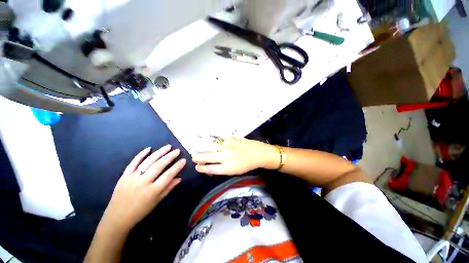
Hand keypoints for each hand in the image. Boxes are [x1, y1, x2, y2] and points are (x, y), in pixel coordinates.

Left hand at [99, 145, 185, 232]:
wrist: (116, 219)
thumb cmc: (140, 212)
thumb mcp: (156, 202)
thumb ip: (168, 188)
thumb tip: (179, 178)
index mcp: (152, 191)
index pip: (168, 176)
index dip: (177, 167)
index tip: (183, 160)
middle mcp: (143, 183)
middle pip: (158, 166)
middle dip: (169, 157)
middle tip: (177, 150)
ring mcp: (132, 178)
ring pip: (147, 162)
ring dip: (159, 153)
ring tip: (168, 147)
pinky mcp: (124, 176)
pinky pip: (133, 163)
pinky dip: (140, 155)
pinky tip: (148, 149)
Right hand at [192, 137, 279, 175]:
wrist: (258, 153)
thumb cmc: (247, 164)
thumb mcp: (235, 171)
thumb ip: (223, 169)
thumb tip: (211, 167)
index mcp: (228, 168)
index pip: (211, 168)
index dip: (202, 168)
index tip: (196, 167)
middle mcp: (226, 157)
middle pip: (208, 157)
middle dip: (199, 157)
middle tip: (193, 157)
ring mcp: (228, 146)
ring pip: (211, 147)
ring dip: (203, 149)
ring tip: (197, 150)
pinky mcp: (230, 138)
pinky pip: (219, 139)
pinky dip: (214, 141)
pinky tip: (210, 141)